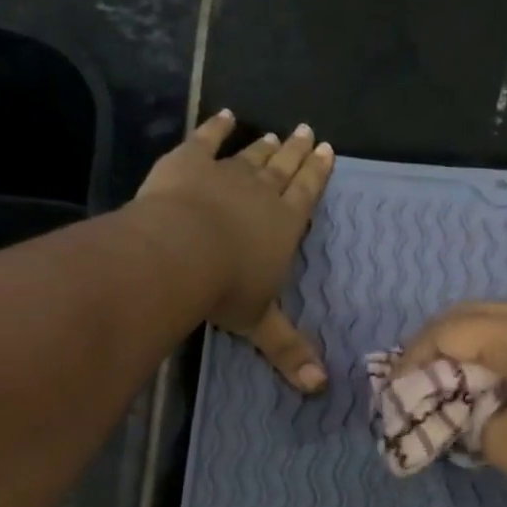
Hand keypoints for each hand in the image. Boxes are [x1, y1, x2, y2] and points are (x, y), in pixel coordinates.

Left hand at [136, 110, 334, 391]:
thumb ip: (289, 351)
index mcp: (285, 226)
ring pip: (252, 156)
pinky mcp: (189, 162)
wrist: (178, 254)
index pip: (307, 194)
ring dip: (265, 146)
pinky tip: (225, 116)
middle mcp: (262, 194)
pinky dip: (217, 127)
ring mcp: (226, 174)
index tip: (328, 151)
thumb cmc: (226, 290)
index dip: (318, 173)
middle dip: (298, 153)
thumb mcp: (260, 324)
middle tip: (309, 132)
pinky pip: (207, 140)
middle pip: (285, 169)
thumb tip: (321, 390)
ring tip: (278, 134)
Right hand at [396, 301, 506, 506]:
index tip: (392, 387)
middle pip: (471, 312)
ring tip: (445, 373)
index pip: (449, 331)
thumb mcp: (503, 443)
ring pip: (499, 316)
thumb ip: (465, 417)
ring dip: (466, 339)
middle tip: (413, 375)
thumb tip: (455, 408)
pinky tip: (489, 374)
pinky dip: (495, 345)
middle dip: (435, 341)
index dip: (413, 357)